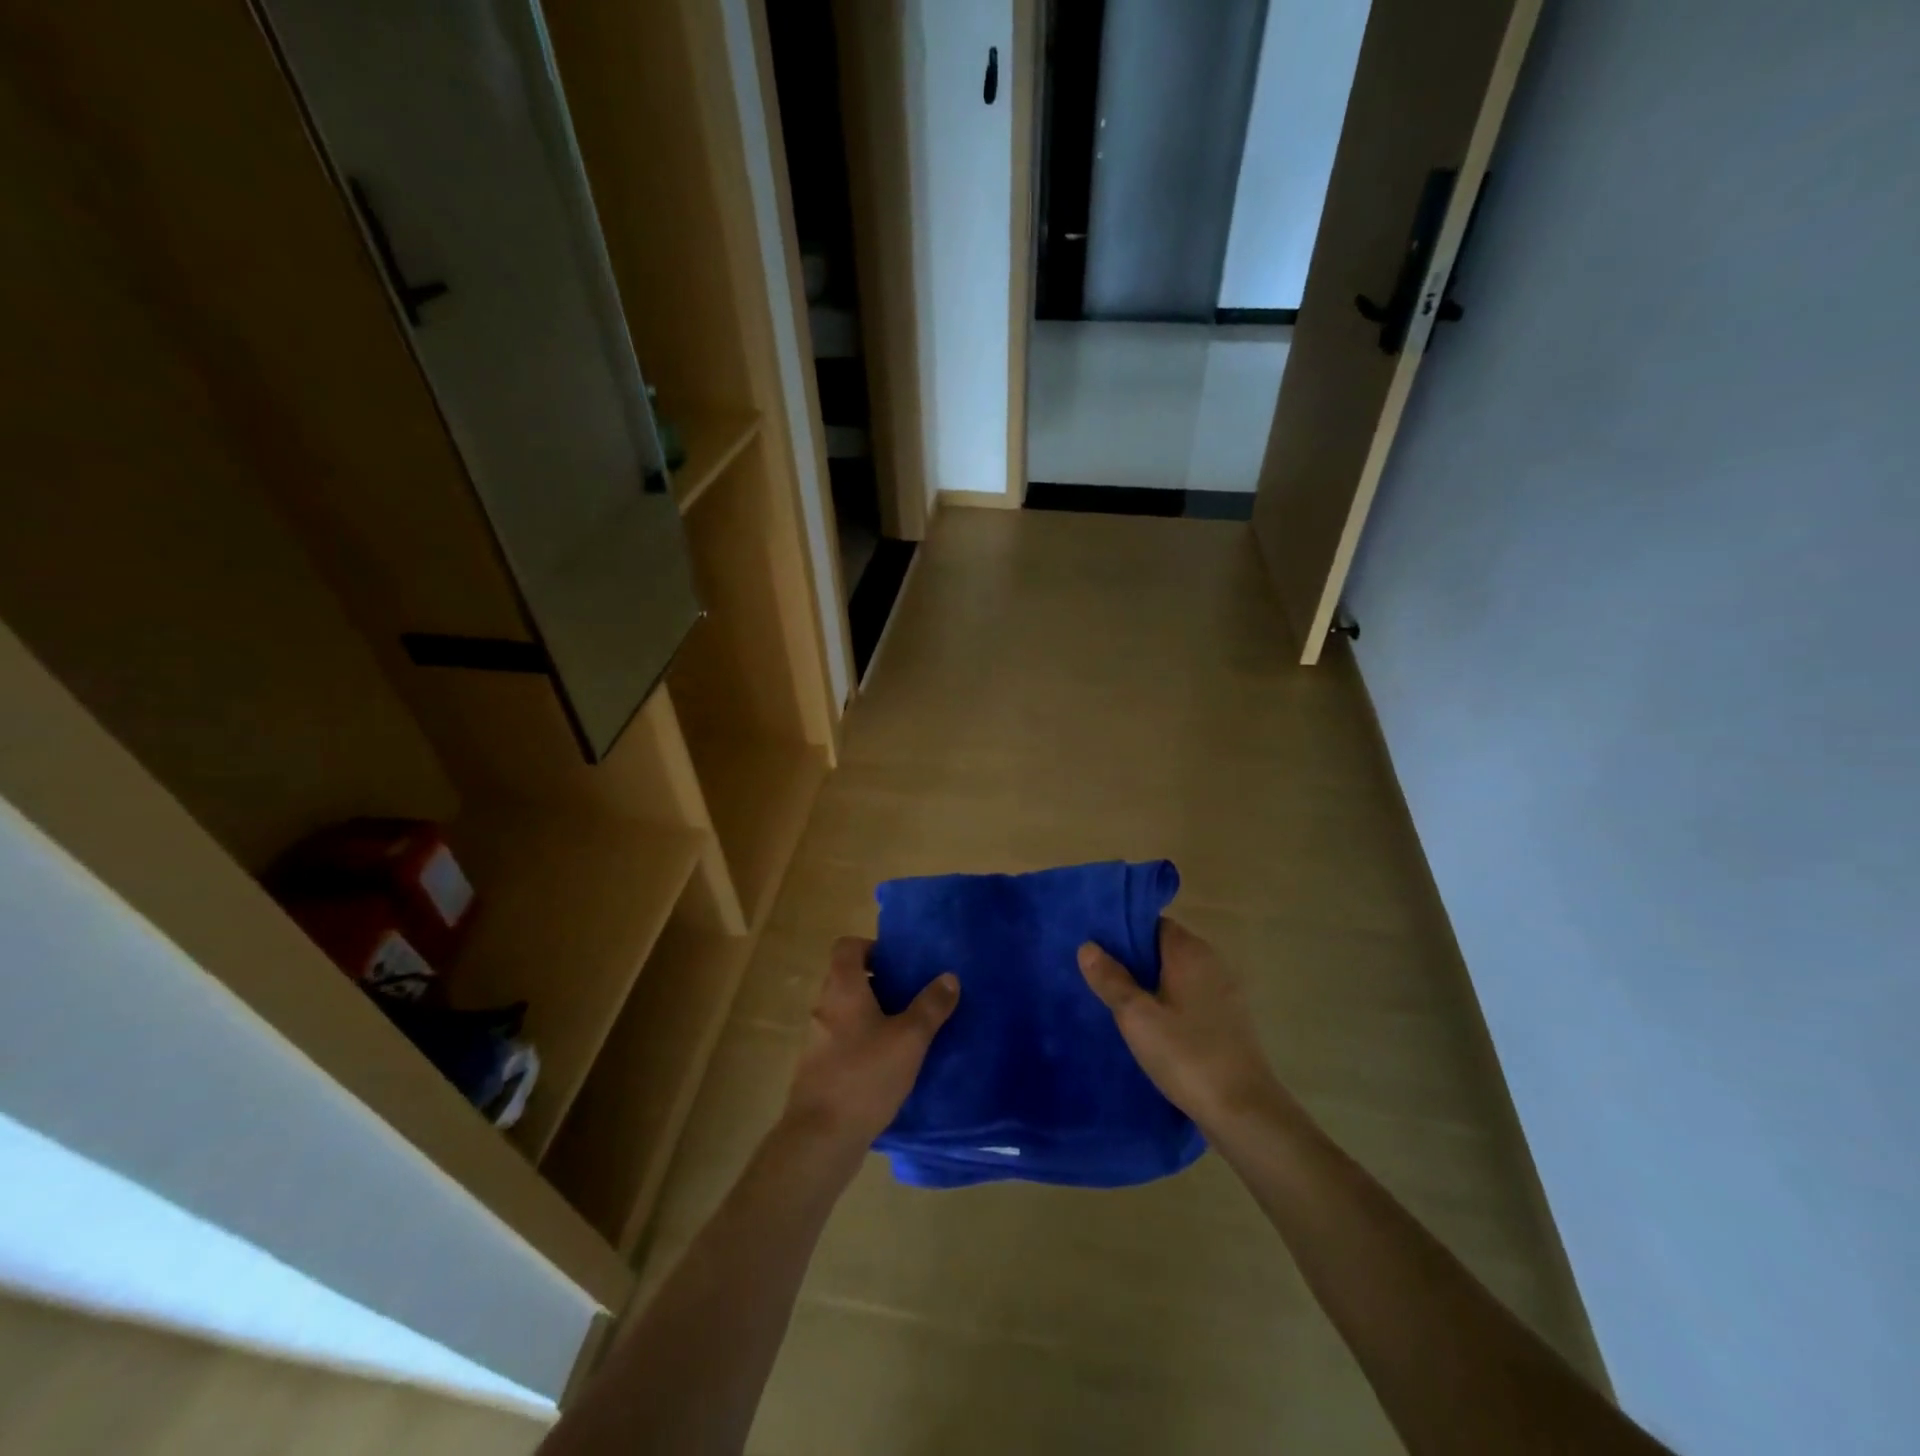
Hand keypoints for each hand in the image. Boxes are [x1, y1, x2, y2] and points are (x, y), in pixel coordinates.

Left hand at [782, 937, 959, 1150]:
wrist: (820, 1137)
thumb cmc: (866, 1075)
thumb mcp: (910, 1039)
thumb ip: (931, 1006)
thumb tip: (949, 977)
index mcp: (842, 988)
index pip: (847, 946)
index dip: (871, 947)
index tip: (898, 964)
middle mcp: (824, 1006)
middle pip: (846, 978)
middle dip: (877, 983)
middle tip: (910, 997)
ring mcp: (816, 1039)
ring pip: (845, 1011)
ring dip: (870, 1014)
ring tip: (904, 1032)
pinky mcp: (816, 1068)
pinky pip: (841, 1040)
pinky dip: (861, 1041)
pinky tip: (886, 1065)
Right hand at [1079, 918, 1285, 1133]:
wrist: (1245, 1112)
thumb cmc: (1187, 1055)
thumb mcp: (1137, 1017)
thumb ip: (1111, 979)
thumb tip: (1088, 946)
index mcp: (1190, 952)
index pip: (1153, 924)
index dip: (1124, 932)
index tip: (1096, 947)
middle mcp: (1211, 963)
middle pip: (1164, 949)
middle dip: (1133, 960)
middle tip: (1098, 977)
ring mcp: (1224, 993)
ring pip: (1177, 976)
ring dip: (1150, 985)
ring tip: (1116, 1003)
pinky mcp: (1229, 1022)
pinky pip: (1190, 999)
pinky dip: (1169, 1004)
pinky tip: (1150, 1028)